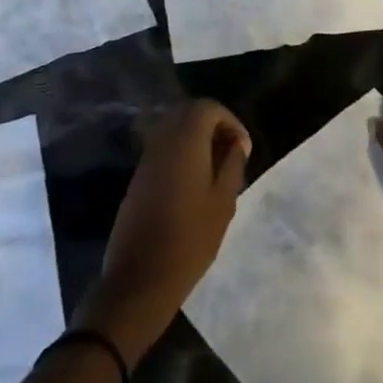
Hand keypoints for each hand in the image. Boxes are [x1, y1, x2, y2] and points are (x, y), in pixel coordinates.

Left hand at [78, 100, 250, 364]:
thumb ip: (232, 165)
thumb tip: (237, 143)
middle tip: (232, 155)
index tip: (243, 149)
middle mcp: (162, 139)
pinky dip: (182, 153)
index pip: (207, 107)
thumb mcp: (223, 203)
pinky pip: (164, 148)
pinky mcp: (139, 174)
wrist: (140, 275)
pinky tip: (195, 183)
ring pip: (175, 130)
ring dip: (197, 140)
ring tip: (217, 171)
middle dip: (213, 126)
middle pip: (189, 113)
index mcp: (184, 140)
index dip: (230, 121)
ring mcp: (147, 156)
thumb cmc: (190, 239)